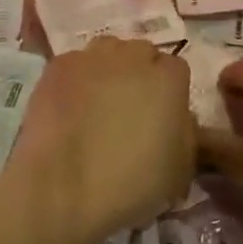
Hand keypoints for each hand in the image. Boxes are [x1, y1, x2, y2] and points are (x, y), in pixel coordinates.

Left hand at [0, 37, 194, 243]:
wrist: (64, 191)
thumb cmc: (132, 186)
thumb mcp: (181, 169)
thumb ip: (185, 133)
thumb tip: (176, 120)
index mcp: (169, 79)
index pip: (176, 69)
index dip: (169, 92)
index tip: (161, 116)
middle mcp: (133, 57)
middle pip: (141, 53)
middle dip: (139, 74)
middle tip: (129, 109)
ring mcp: (92, 58)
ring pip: (106, 51)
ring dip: (107, 70)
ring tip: (97, 103)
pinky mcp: (57, 67)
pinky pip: (74, 64)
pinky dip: (75, 80)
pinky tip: (69, 106)